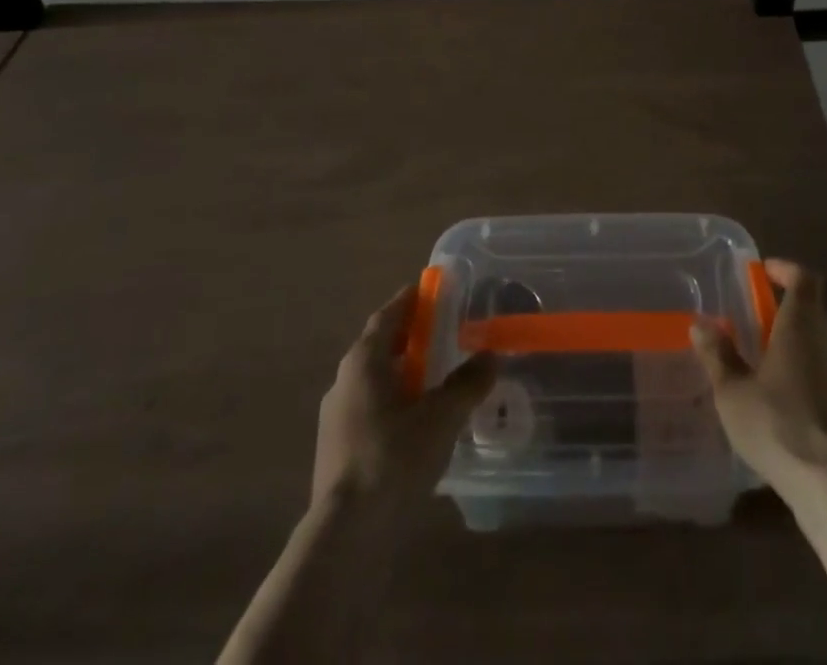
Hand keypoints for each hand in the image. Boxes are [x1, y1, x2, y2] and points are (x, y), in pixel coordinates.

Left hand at [312, 285, 495, 507]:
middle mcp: (344, 381)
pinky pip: (371, 410)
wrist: (347, 536)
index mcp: (364, 361)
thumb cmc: (394, 458)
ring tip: (436, 377)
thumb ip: (468, 383)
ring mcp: (336, 419)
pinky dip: (395, 403)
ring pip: (374, 381)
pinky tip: (419, 422)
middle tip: (443, 331)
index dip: (410, 301)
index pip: (388, 315)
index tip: (431, 289)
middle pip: (380, 347)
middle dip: (410, 337)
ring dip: (403, 372)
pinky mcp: (338, 451)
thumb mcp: (442, 416)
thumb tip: (490, 356)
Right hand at [692, 259, 826, 496]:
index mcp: (802, 323)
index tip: (765, 272)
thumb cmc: (777, 423)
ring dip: (800, 340)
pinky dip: (810, 369)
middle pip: (814, 308)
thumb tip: (700, 325)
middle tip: (759, 318)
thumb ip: (718, 355)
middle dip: (788, 307)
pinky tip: (788, 396)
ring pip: (823, 340)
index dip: (786, 270)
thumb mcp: (733, 390)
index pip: (804, 278)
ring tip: (769, 358)